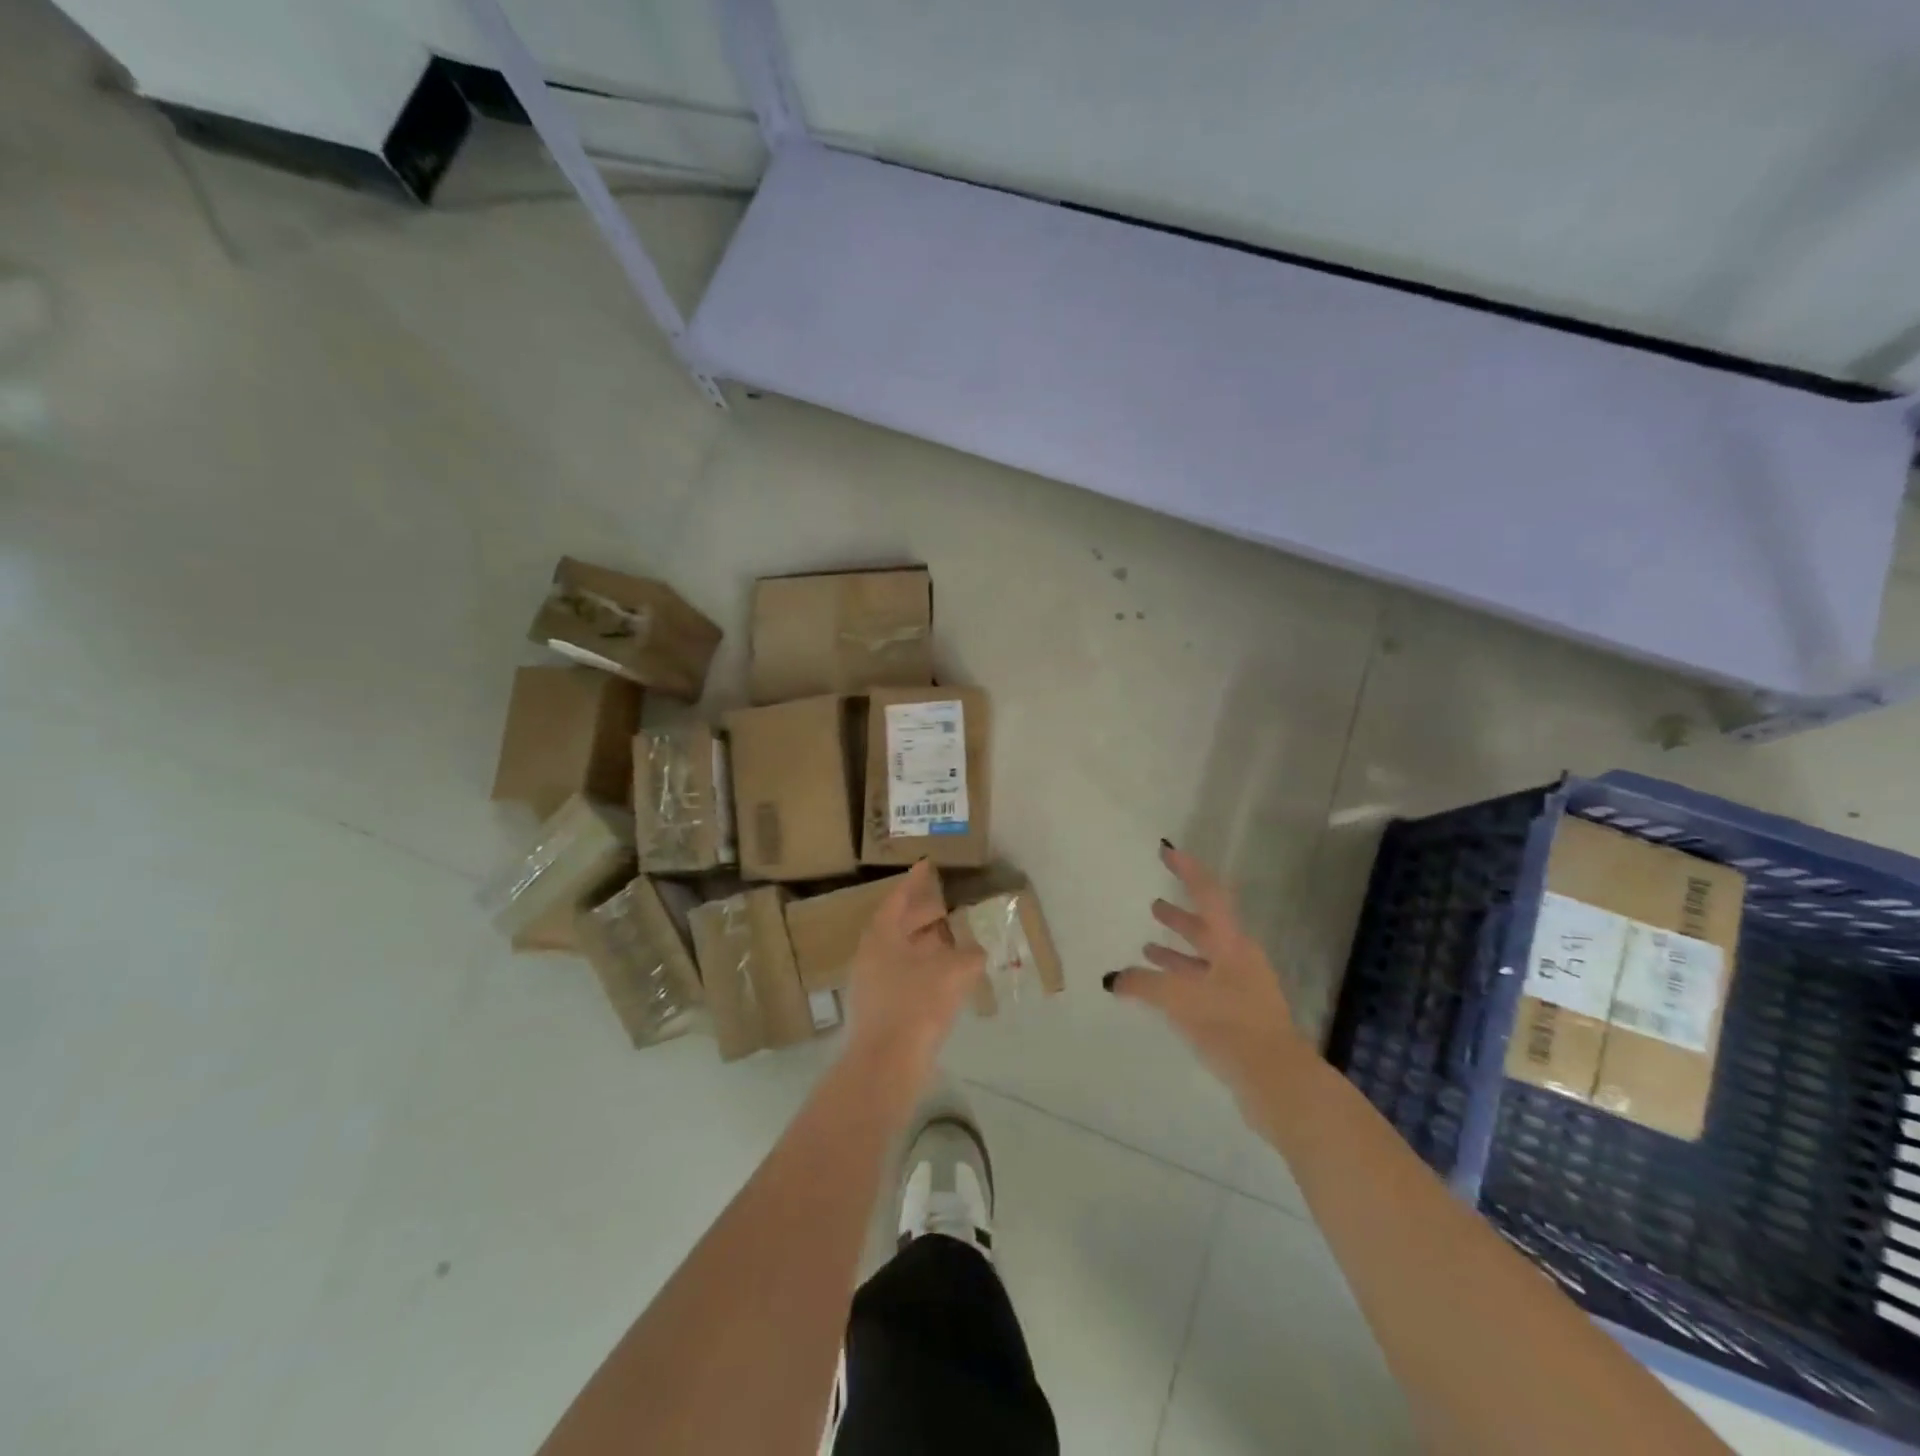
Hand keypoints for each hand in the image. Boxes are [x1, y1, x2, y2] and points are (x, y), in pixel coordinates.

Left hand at [844, 859, 983, 1082]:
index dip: (915, 881)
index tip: (928, 865)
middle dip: (924, 914)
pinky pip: (904, 974)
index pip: (898, 898)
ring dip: (926, 944)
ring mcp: (872, 982)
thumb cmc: (916, 1005)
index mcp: (882, 935)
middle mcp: (871, 953)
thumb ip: (969, 955)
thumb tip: (977, 950)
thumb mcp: (952, 972)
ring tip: (953, 939)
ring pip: (902, 952)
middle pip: (899, 925)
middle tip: (947, 904)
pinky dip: (924, 968)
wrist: (886, 1064)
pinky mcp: (879, 1007)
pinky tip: (946, 976)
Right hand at [1108, 843, 1301, 1104]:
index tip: (1167, 851)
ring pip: (1204, 959)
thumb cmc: (1229, 1025)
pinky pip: (1204, 984)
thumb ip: (1142, 984)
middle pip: (1207, 928)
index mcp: (1231, 944)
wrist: (1276, 1080)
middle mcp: (1239, 959)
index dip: (1187, 871)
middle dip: (1179, 916)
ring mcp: (1242, 988)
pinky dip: (1181, 980)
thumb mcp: (1179, 998)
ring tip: (1147, 947)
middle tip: (1154, 905)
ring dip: (1177, 950)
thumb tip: (1112, 980)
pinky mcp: (1239, 1015)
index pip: (1208, 894)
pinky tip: (1161, 990)